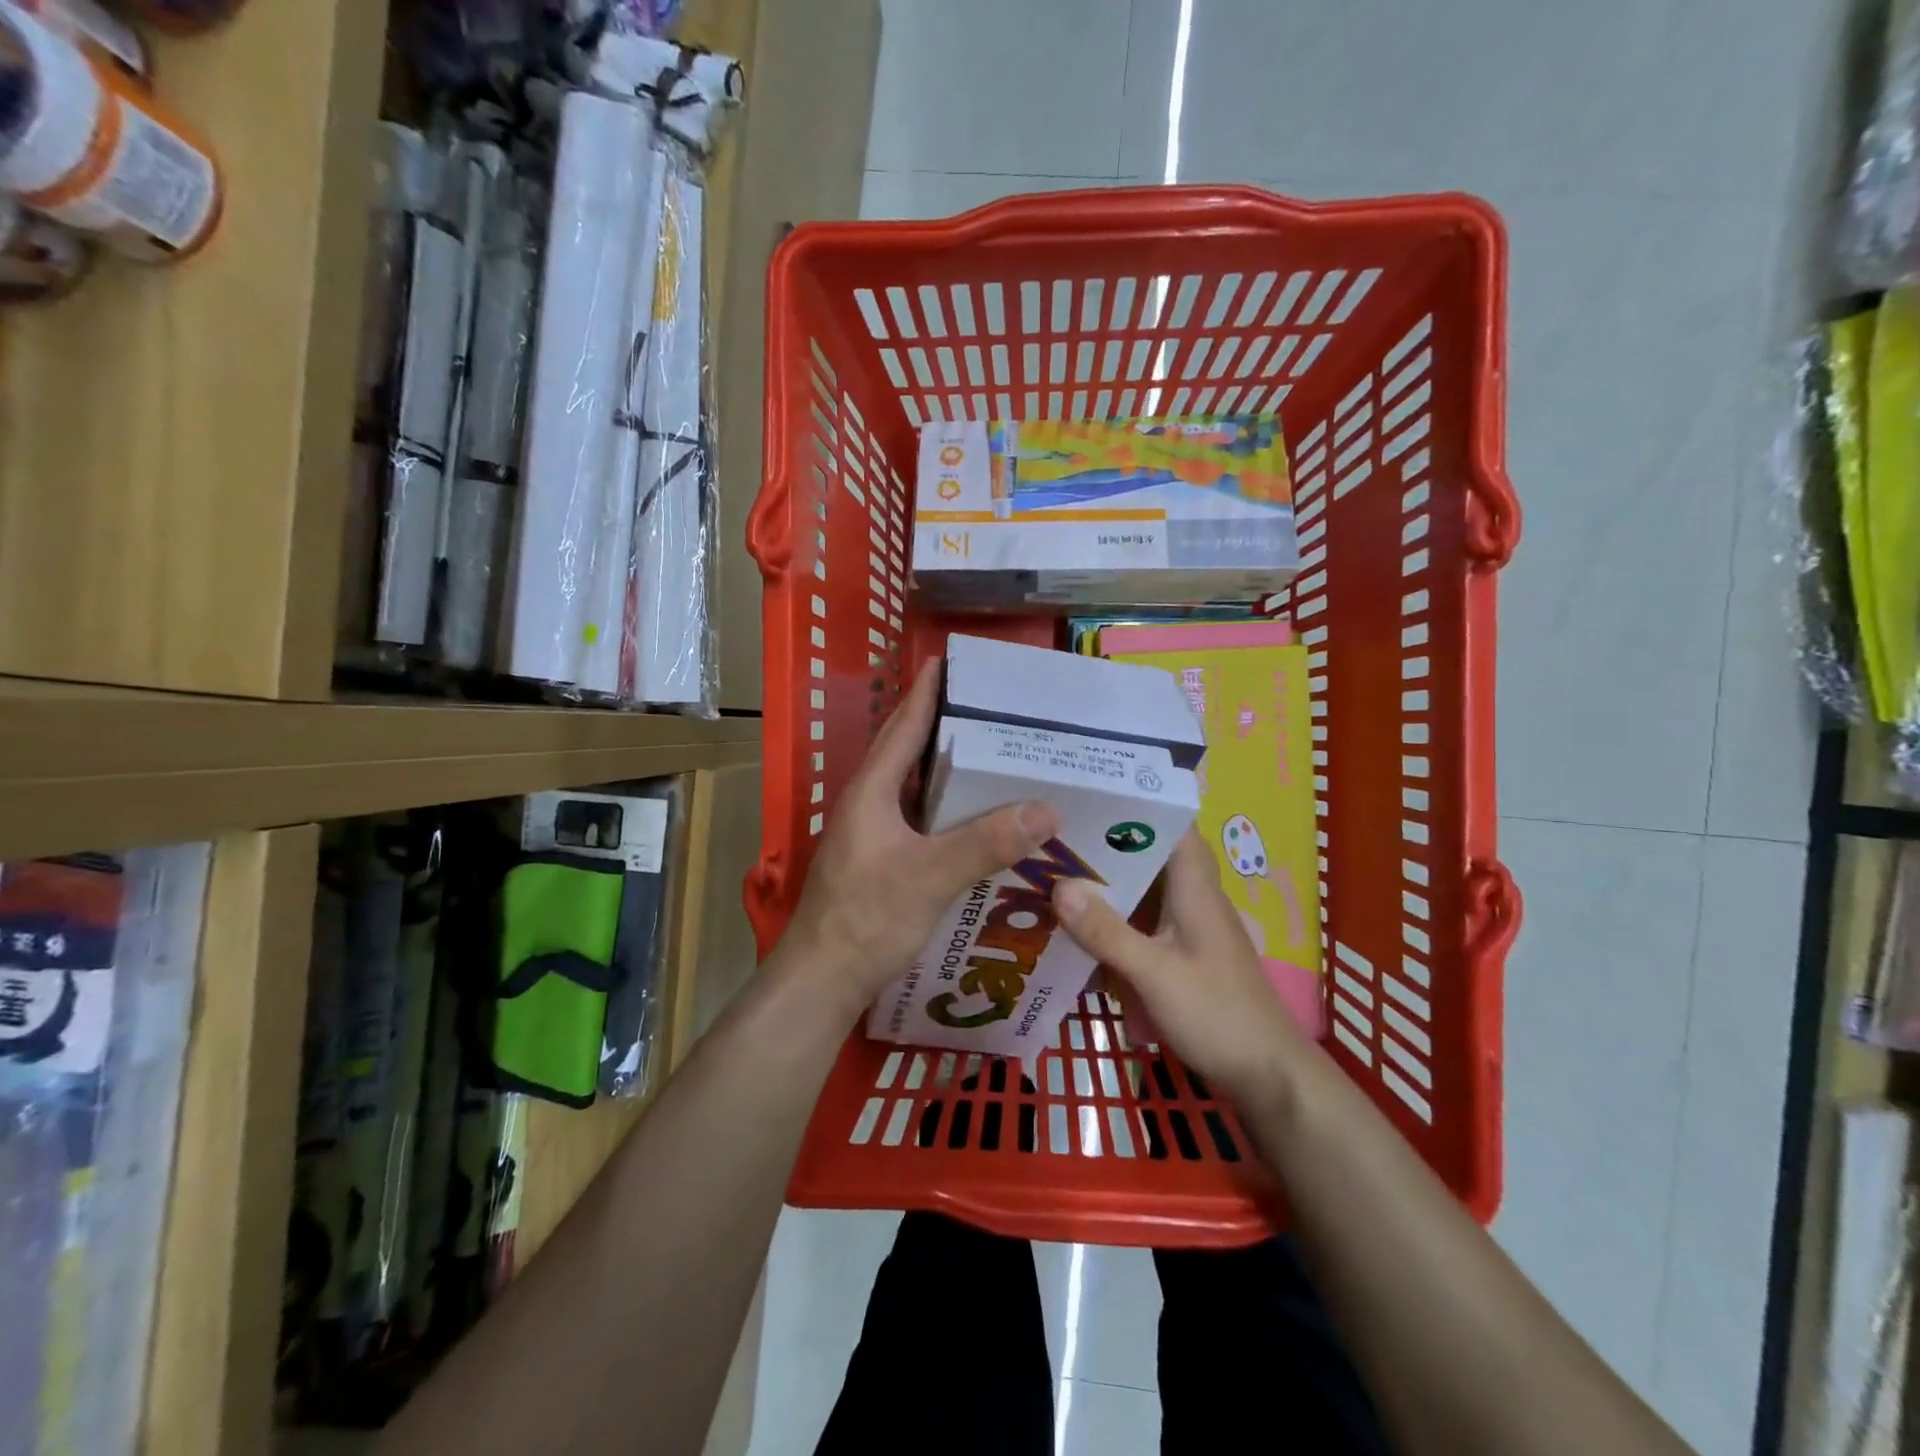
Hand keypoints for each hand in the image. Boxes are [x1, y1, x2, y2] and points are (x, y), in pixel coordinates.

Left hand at [781, 660, 1057, 1016]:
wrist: (822, 981)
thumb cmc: (866, 919)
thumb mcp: (930, 876)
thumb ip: (985, 842)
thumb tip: (1046, 808)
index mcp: (871, 791)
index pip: (903, 727)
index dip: (926, 692)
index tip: (950, 660)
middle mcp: (869, 804)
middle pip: (909, 752)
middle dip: (945, 726)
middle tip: (992, 710)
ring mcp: (872, 835)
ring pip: (915, 789)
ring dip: (948, 771)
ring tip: (996, 757)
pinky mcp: (880, 862)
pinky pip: (920, 821)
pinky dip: (948, 811)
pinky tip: (979, 821)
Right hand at [1052, 829, 1309, 1106]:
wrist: (1268, 1075)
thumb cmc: (1217, 1014)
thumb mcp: (1154, 973)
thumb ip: (1106, 931)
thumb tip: (1058, 885)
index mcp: (1195, 887)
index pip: (1171, 824)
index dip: (1135, 804)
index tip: (1088, 794)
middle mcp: (1194, 897)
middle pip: (1149, 855)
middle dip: (1106, 845)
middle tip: (1054, 835)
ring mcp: (1189, 926)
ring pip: (1143, 890)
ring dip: (1107, 884)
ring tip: (1055, 873)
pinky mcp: (1183, 953)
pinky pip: (1143, 923)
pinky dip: (1114, 920)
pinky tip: (1080, 929)